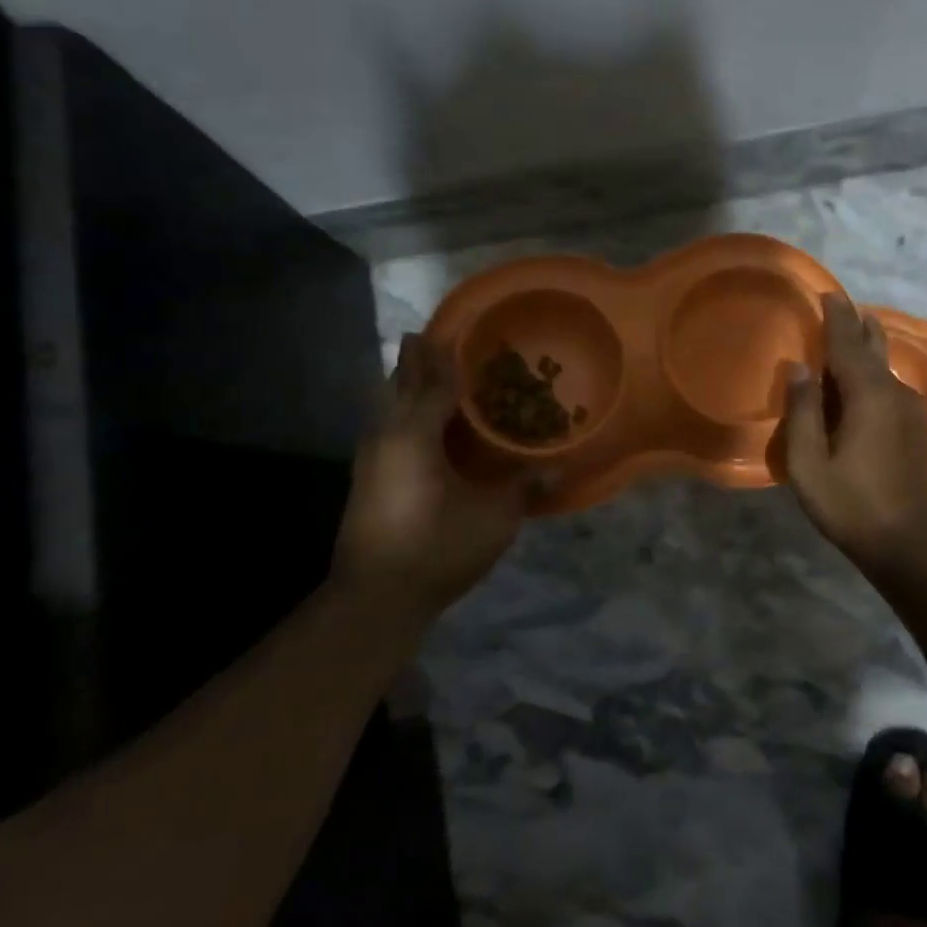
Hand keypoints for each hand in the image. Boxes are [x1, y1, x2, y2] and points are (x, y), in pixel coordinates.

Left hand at [329, 333, 533, 618]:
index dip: (446, 357)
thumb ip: (525, 488)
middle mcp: (387, 437)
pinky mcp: (366, 479)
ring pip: (384, 406)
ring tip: (417, 369)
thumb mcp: (493, 519)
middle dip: (414, 361)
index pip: (434, 384)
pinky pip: (383, 427)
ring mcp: (370, 459)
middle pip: (399, 386)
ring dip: (401, 385)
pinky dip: (397, 411)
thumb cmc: (437, 548)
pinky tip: (409, 422)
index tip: (454, 329)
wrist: (375, 597)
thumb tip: (561, 469)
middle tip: (427, 336)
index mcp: (416, 436)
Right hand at [782, 294, 926, 565]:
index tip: (827, 293)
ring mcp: (911, 409)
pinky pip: (890, 386)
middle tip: (841, 306)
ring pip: (884, 367)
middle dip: (857, 326)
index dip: (836, 318)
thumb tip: (799, 367)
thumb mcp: (809, 464)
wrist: (910, 542)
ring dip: (867, 348)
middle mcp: (894, 393)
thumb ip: (802, 412)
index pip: (848, 344)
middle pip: (874, 347)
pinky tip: (863, 382)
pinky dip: (873, 373)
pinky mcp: (917, 427)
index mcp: (867, 395)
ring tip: (853, 334)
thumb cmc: (851, 504)